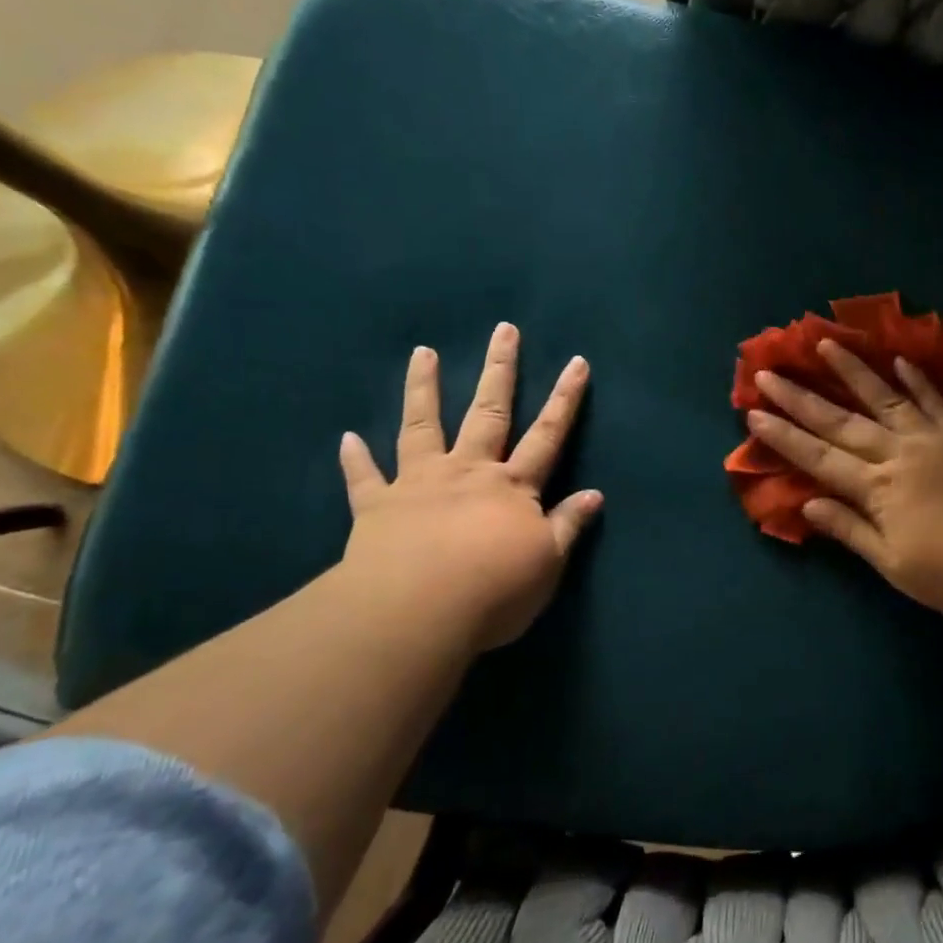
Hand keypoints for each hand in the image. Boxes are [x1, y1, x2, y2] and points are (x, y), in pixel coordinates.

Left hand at [338, 326, 601, 653]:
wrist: (417, 612)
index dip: (564, 399)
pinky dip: (356, 459)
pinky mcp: (377, 507)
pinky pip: (364, 478)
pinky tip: (347, 438)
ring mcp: (419, 484)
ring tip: (422, 353)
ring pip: (423, 427)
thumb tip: (595, 494)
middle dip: (500, 370)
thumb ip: (567, 525)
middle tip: (503, 330)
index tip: (576, 362)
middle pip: (488, 413)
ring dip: (424, 389)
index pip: (547, 435)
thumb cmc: (494, 589)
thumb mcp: (548, 562)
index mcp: (512, 487)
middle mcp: (468, 472)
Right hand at [748, 340, 942, 620]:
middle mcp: (898, 453)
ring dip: (852, 370)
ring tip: (825, 344)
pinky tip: (899, 361)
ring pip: (884, 397)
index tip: (754, 413)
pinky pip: (936, 400)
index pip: (819, 457)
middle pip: (840, 421)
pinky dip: (917, 379)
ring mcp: (932, 439)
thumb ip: (850, 530)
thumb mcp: (894, 565)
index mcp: (877, 488)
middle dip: (800, 398)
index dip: (784, 437)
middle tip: (768, 372)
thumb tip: (808, 504)